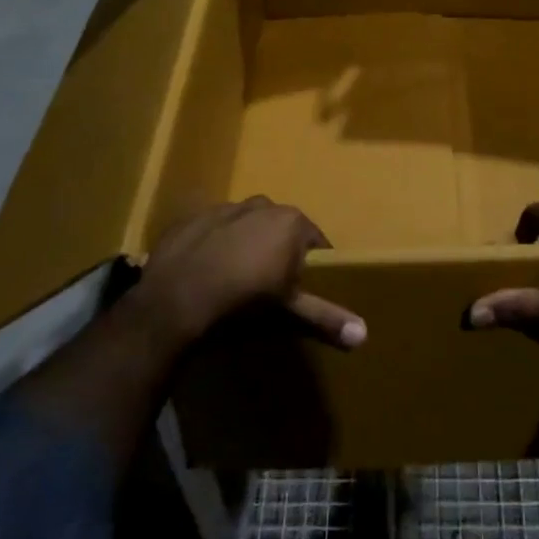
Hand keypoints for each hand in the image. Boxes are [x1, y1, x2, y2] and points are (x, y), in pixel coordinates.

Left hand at [128, 196, 366, 360]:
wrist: (174, 301)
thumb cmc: (242, 304)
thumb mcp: (288, 314)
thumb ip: (326, 318)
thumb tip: (364, 334)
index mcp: (291, 222)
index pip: (316, 242)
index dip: (312, 267)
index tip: (303, 291)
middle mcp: (263, 205)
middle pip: (281, 230)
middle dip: (279, 253)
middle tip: (270, 289)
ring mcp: (225, 208)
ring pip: (247, 226)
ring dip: (247, 245)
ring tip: (236, 281)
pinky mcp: (192, 218)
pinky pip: (213, 230)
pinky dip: (215, 246)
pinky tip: (206, 273)